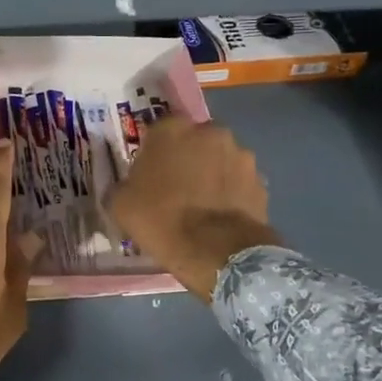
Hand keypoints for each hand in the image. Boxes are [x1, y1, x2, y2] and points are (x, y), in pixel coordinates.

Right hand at [107, 116, 279, 300]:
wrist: (214, 251)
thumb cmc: (160, 220)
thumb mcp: (121, 205)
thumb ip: (123, 186)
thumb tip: (127, 188)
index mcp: (172, 129)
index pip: (161, 130)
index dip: (156, 151)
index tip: (152, 172)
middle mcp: (210, 132)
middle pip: (195, 141)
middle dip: (189, 157)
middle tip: (178, 186)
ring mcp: (240, 154)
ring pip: (221, 159)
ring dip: (213, 173)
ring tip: (204, 204)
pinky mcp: (260, 180)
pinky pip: (239, 182)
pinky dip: (232, 193)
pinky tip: (222, 215)